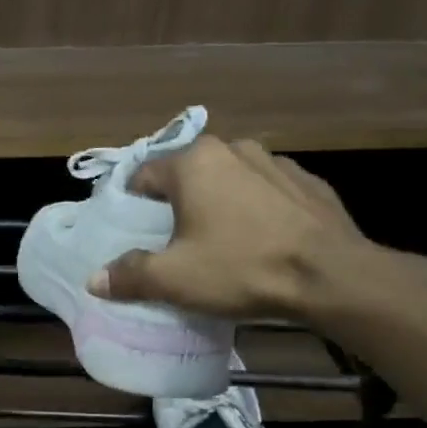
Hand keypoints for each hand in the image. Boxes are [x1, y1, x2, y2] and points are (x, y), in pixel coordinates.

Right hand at [88, 136, 371, 319]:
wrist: (332, 276)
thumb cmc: (241, 268)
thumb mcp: (173, 279)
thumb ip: (129, 275)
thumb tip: (94, 279)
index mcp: (194, 163)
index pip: (144, 174)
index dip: (132, 203)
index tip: (133, 232)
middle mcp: (233, 149)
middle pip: (187, 174)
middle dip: (175, 202)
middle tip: (172, 239)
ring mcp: (276, 162)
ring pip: (229, 179)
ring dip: (217, 202)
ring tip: (218, 239)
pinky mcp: (308, 182)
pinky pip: (266, 191)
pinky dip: (255, 208)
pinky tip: (259, 239)